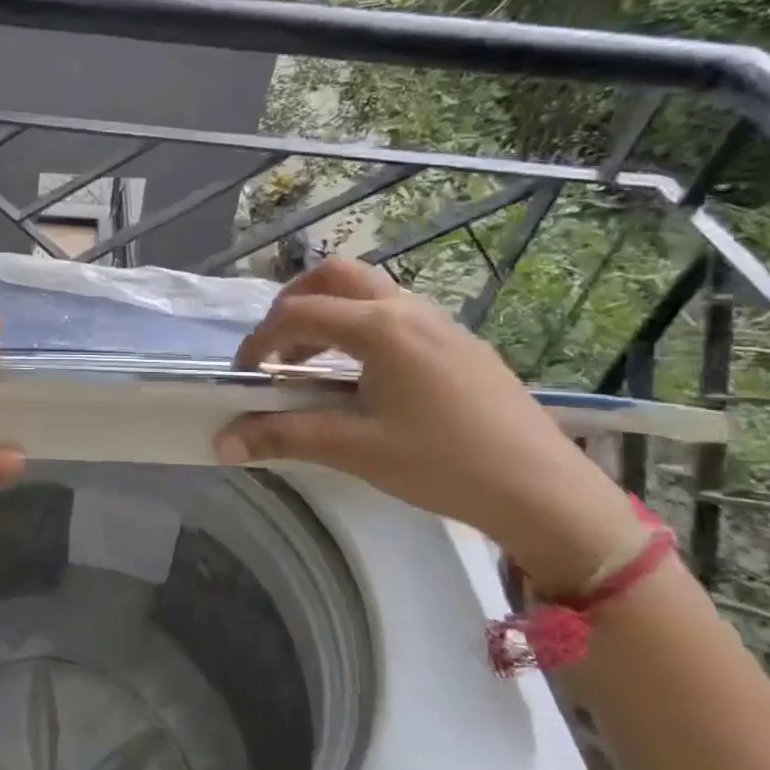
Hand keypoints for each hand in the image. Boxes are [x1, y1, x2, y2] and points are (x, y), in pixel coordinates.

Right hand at [215, 258, 640, 592]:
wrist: (546, 493)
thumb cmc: (444, 464)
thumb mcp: (356, 449)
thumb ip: (284, 436)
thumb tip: (223, 442)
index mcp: (380, 328)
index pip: (298, 313)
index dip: (260, 340)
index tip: (243, 374)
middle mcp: (408, 310)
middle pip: (335, 276)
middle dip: (293, 301)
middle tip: (274, 345)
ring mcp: (440, 323)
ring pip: (368, 292)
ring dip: (328, 313)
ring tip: (312, 362)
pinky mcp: (460, 343)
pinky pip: (395, 313)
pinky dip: (360, 327)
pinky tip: (362, 376)